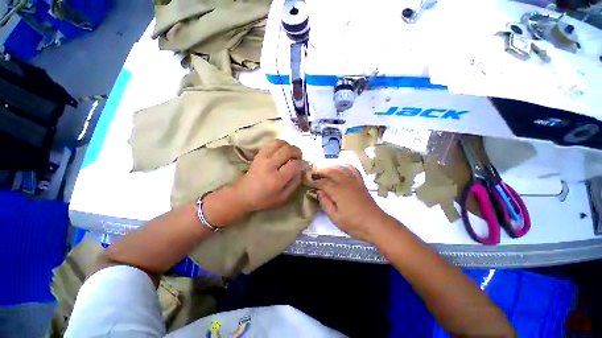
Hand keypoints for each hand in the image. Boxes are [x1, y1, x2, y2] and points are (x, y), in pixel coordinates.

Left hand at [234, 139, 304, 211]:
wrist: (243, 194)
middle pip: (288, 150)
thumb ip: (294, 184)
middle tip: (299, 158)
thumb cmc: (264, 199)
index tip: (306, 165)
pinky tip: (281, 150)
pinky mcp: (259, 154)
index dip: (304, 163)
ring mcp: (263, 158)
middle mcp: (270, 165)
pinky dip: (279, 144)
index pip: (295, 164)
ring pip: (280, 143)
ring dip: (289, 146)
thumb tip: (302, 172)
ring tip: (290, 153)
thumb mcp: (283, 198)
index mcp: (277, 179)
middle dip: (298, 152)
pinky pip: (271, 143)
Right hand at [313, 165, 388, 241]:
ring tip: (323, 169)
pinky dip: (345, 166)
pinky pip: (352, 170)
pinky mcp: (360, 182)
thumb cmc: (354, 223)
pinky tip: (341, 167)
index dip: (313, 181)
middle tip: (312, 172)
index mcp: (337, 191)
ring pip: (340, 169)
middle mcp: (345, 182)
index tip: (307, 180)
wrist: (375, 224)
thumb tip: (319, 192)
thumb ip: (325, 203)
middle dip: (320, 171)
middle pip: (330, 172)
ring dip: (330, 167)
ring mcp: (353, 181)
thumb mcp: (335, 217)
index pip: (322, 182)